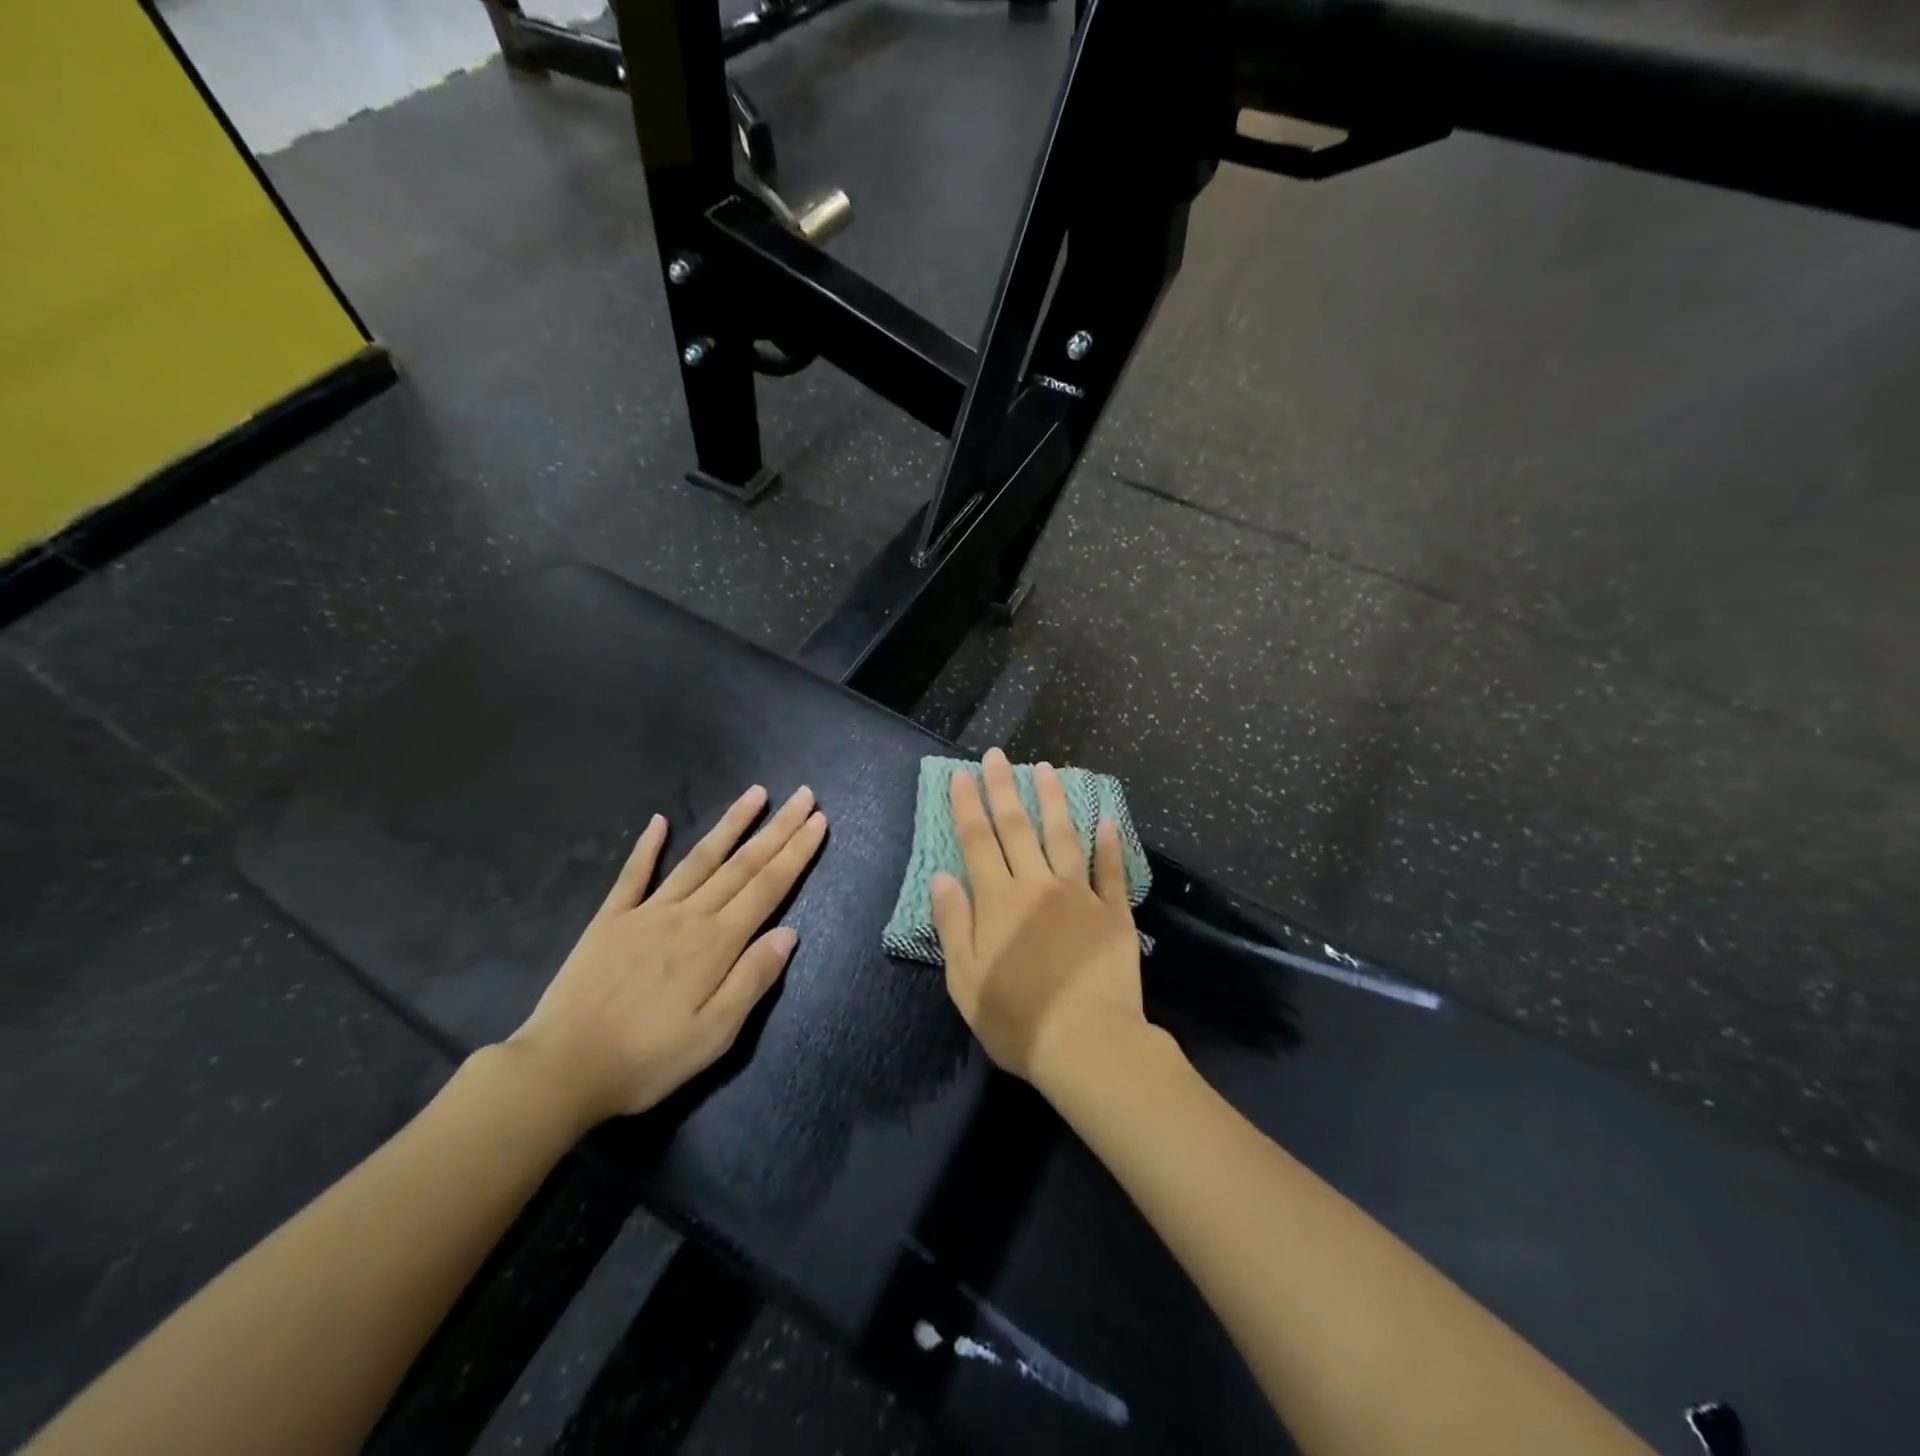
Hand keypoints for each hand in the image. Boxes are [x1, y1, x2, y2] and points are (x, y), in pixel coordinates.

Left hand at [507, 784, 826, 1126]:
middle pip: (742, 864)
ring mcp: (646, 912)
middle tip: (804, 796)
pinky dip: (647, 846)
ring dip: (731, 824)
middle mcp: (687, 916)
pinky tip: (659, 820)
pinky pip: (633, 875)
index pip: (768, 887)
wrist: (560, 1070)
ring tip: (756, 793)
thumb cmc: (646, 1060)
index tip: (818, 821)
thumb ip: (753, 979)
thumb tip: (789, 932)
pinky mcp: (610, 920)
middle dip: (777, 828)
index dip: (796, 853)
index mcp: (716, 944)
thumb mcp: (714, 1035)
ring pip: (699, 858)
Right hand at [930, 749, 1151, 1095]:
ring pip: (1063, 836)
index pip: (977, 841)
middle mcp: (1037, 886)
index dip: (968, 805)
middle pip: (1017, 828)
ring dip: (1053, 801)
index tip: (962, 774)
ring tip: (1046, 768)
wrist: (1088, 1045)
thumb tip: (942, 876)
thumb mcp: (966, 979)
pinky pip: (1111, 870)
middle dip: (1004, 788)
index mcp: (998, 901)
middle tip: (998, 756)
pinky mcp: (1113, 913)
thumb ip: (953, 924)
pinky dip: (1109, 844)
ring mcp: (1079, 895)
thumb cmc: (1017, 1019)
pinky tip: (1107, 819)